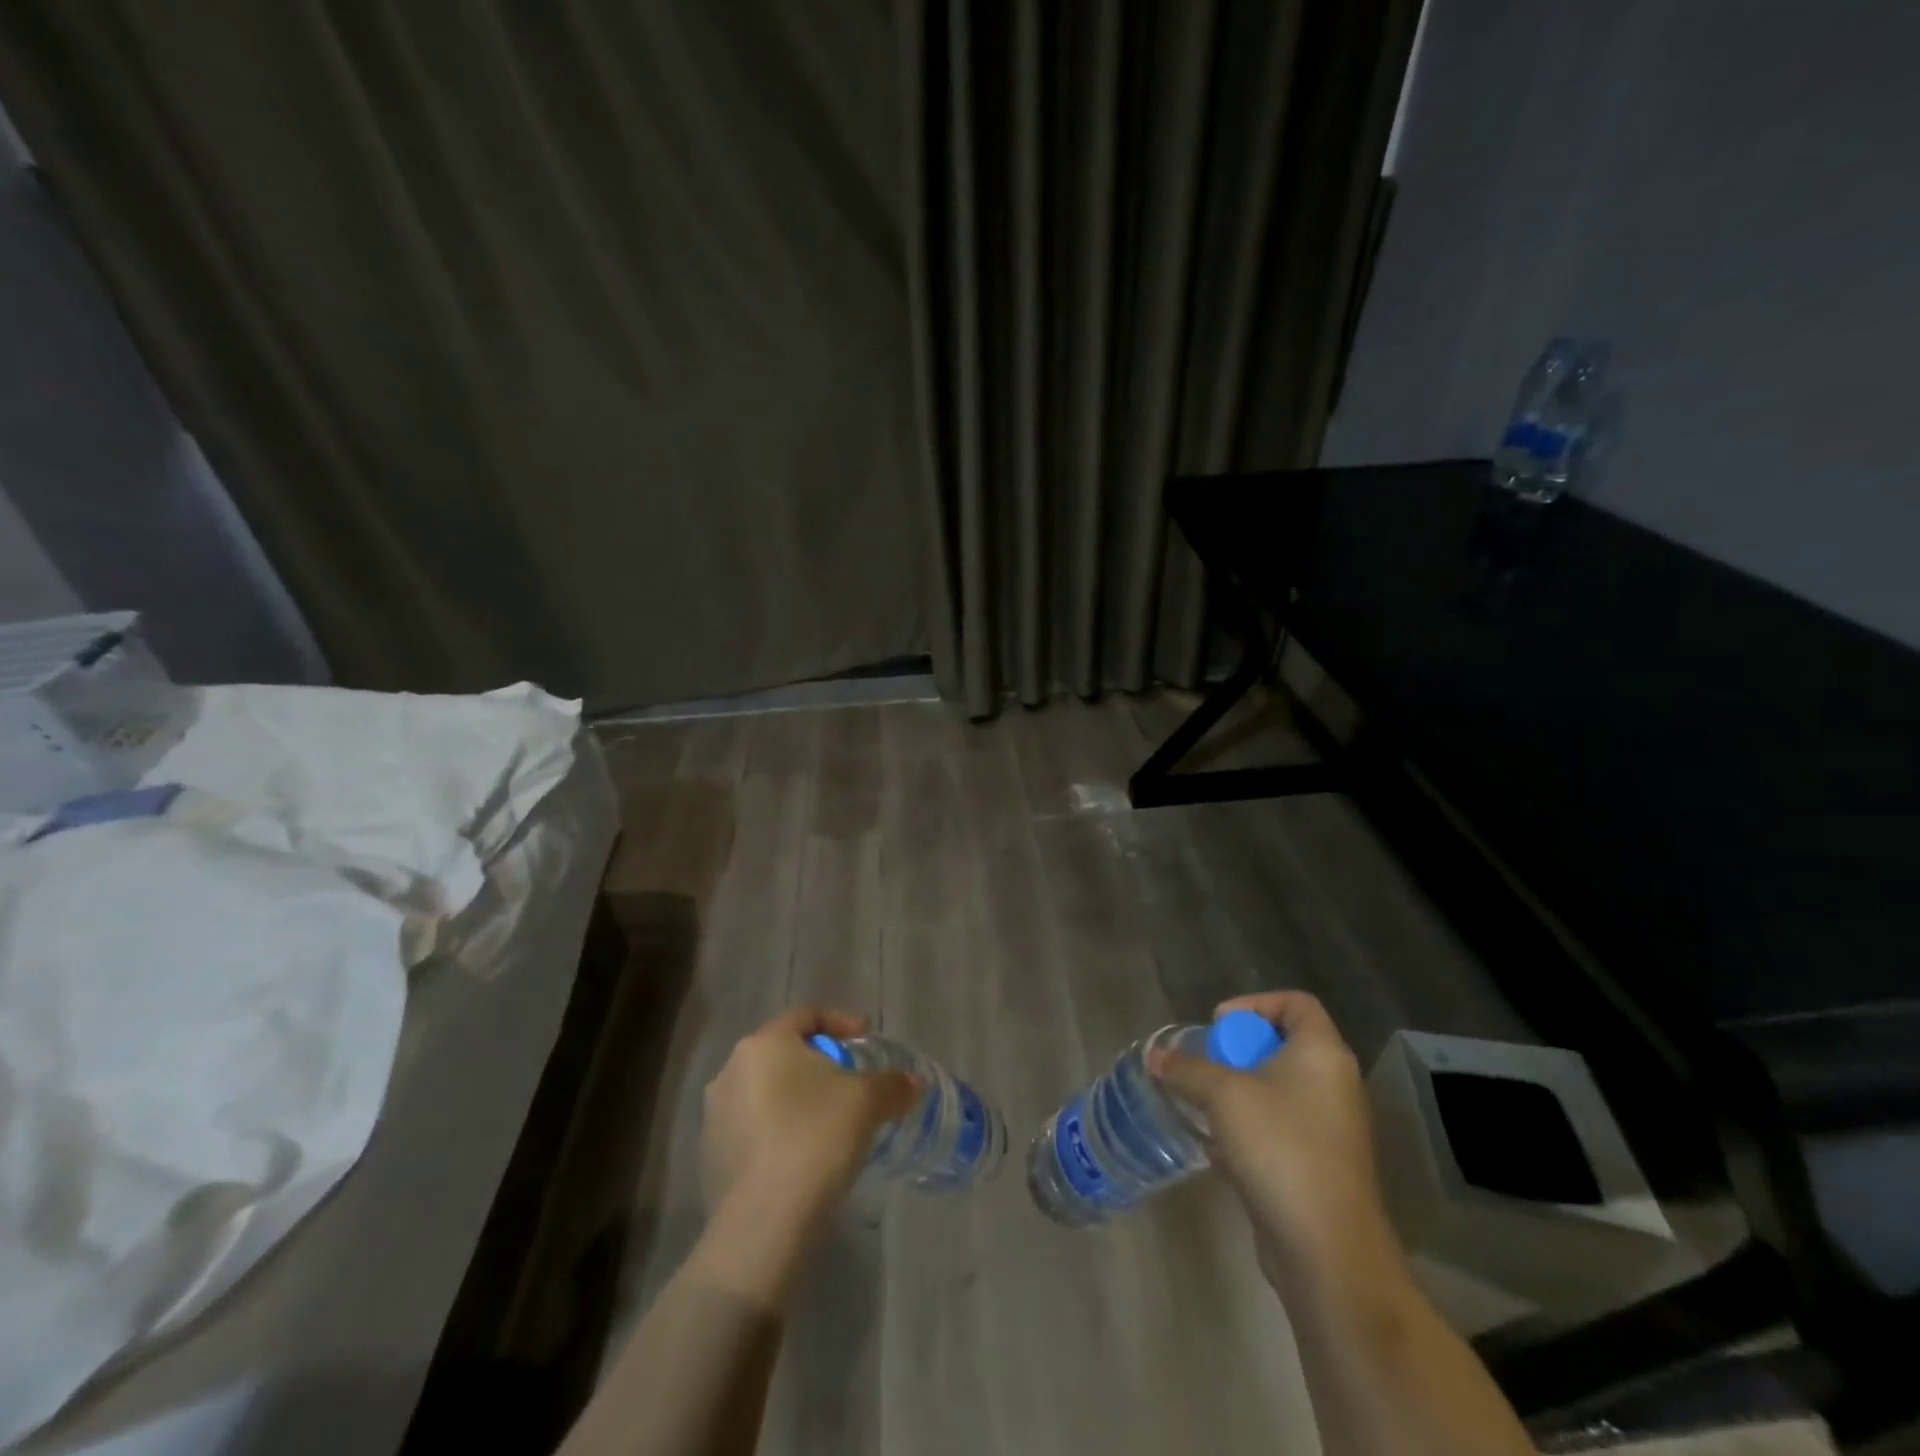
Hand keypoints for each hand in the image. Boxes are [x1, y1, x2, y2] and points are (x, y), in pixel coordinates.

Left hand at [701, 1008, 918, 1225]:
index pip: (807, 1015)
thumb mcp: (867, 1103)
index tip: (867, 1039)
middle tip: (851, 1082)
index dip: (842, 1022)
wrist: (763, 1224)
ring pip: (767, 1092)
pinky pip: (755, 1129)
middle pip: (785, 1053)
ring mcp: (716, 1116)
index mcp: (764, 1044)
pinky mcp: (711, 1157)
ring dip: (798, 1099)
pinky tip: (805, 1156)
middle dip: (820, 1064)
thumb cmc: (815, 1139)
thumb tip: (913, 1083)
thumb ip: (892, 1084)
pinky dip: (781, 1131)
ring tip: (830, 1122)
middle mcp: (731, 1070)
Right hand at [1150, 992, 1389, 1283]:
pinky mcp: (1322, 1166)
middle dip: (1240, 1051)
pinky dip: (1252, 1127)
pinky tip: (1218, 1146)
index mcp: (1322, 1054)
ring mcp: (1332, 1128)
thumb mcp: (1223, 1096)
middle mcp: (1335, 1084)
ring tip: (1204, 1102)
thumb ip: (1186, 1069)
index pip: (1296, 1003)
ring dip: (1241, 1091)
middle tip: (1207, 1064)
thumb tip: (1154, 1056)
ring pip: (1282, 1090)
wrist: (1327, 1248)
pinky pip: (1283, 1128)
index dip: (1255, 1003)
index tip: (1219, 1025)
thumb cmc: (1280, 1147)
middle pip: (1286, 1045)